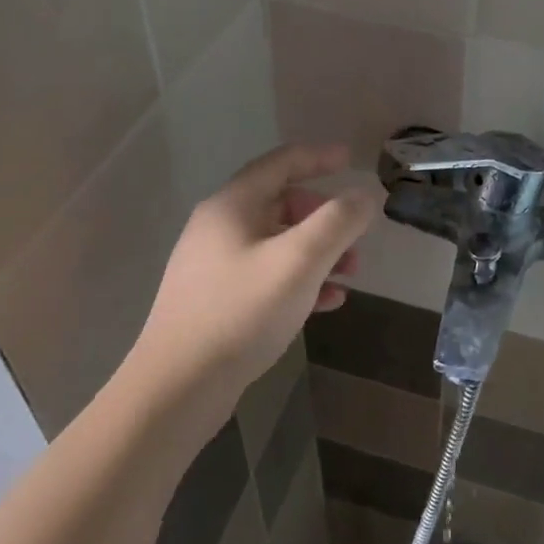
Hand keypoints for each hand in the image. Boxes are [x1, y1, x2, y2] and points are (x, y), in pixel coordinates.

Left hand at [132, 144, 381, 399]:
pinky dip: (300, 280)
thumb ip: (338, 221)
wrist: (179, 386)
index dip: (319, 157)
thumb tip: (365, 195)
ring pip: (278, 243)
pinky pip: (267, 276)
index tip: (352, 160)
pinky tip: (327, 303)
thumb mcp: (300, 260)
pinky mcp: (216, 300)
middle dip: (325, 217)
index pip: (281, 163)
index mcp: (232, 206)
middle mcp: (219, 227)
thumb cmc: (242, 311)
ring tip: (350, 274)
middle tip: (355, 237)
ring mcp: (214, 266)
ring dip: (318, 252)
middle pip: (281, 204)